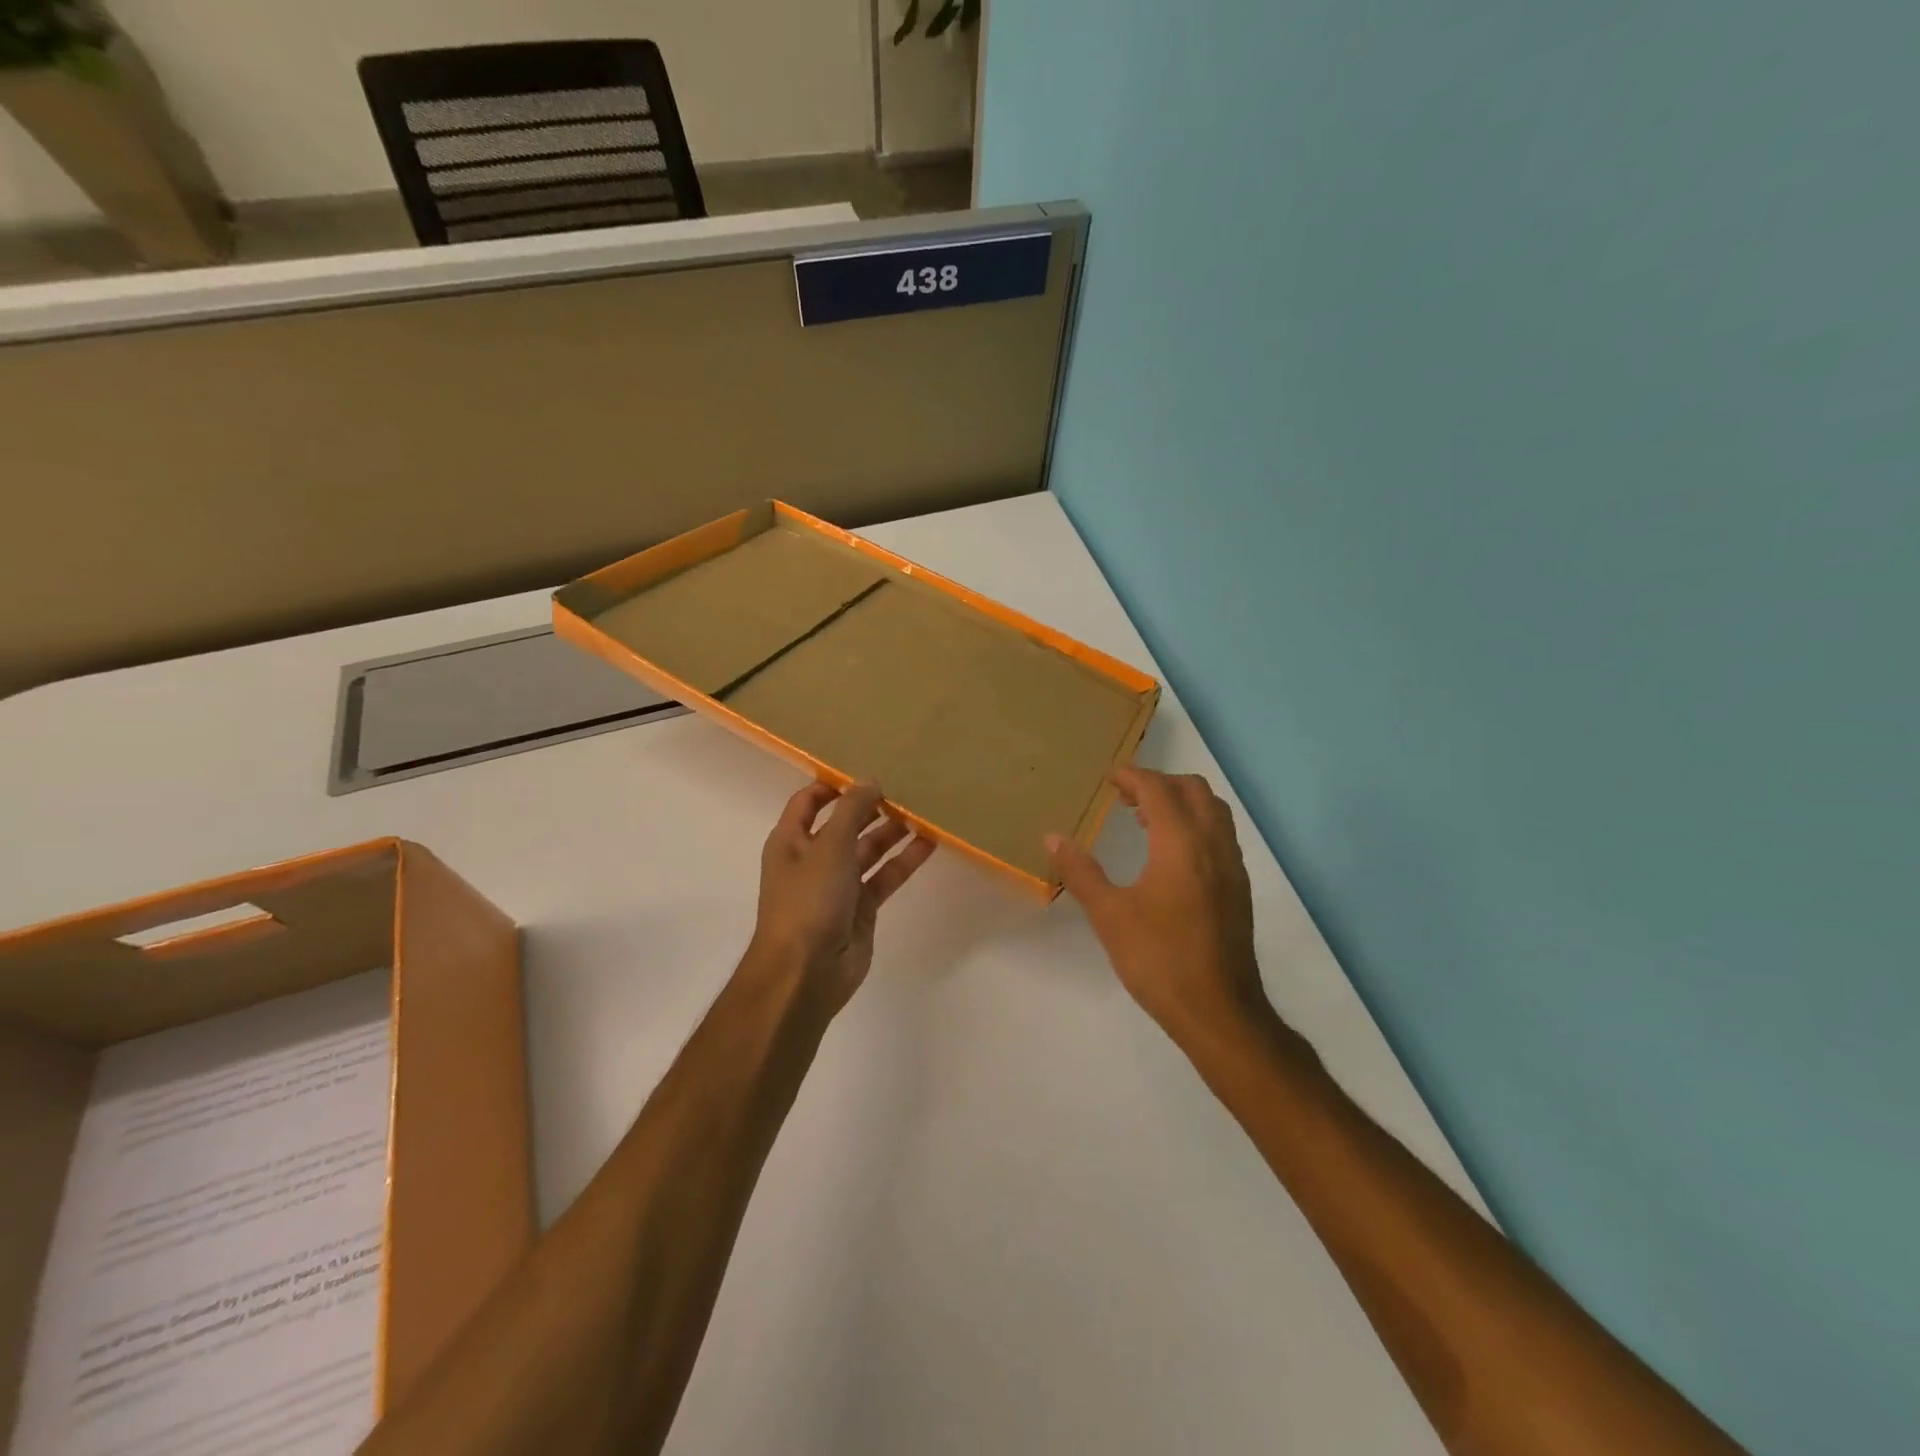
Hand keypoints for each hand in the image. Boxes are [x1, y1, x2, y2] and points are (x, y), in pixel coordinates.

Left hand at [750, 781, 935, 1014]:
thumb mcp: (829, 845)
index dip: (833, 785)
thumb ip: (852, 810)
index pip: (809, 802)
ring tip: (923, 811)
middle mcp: (813, 859)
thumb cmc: (809, 900)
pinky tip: (929, 843)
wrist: (806, 971)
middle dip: (870, 807)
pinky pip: (884, 877)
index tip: (866, 772)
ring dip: (891, 832)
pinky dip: (904, 861)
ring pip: (868, 850)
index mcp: (791, 840)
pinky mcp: (861, 908)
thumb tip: (870, 780)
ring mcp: (838, 885)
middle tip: (904, 788)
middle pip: (844, 824)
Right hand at [1047, 769, 1266, 1040]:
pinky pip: (1220, 835)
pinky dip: (1195, 824)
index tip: (1109, 779)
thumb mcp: (1110, 916)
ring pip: (1213, 811)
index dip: (1133, 777)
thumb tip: (1053, 838)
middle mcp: (1213, 845)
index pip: (1159, 789)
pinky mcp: (1239, 889)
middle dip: (1159, 783)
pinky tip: (1170, 855)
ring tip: (1146, 819)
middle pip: (1193, 790)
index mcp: (1181, 845)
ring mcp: (1232, 867)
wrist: (1219, 1012)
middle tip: (1126, 797)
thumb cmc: (1159, 960)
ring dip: (1181, 802)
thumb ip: (1081, 872)